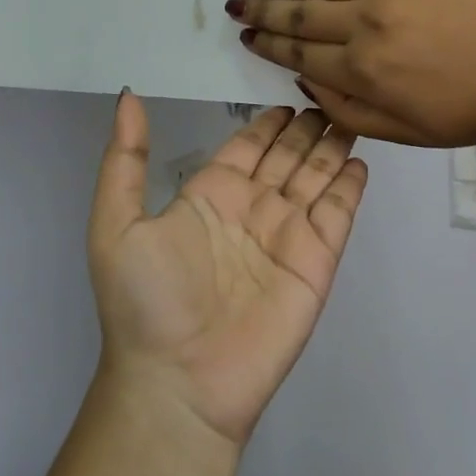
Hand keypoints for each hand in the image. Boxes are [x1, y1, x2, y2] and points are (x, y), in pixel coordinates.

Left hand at [87, 95, 367, 446]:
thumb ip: (125, 158)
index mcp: (210, 195)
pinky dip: (349, 186)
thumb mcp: (116, 223)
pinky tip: (359, 160)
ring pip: (315, 176)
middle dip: (306, 127)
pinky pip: (337, 214)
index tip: (289, 93)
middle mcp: (252, 209)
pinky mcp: (316, 262)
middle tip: (328, 93)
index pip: (247, 145)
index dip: (267, 122)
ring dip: (331, 146)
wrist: (179, 382)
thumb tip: (127, 96)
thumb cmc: (146, 302)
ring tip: (350, 113)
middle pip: (287, 155)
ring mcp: (286, 235)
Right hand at [228, 0, 475, 148]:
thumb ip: (347, 109)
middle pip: (298, 10)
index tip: (246, 33)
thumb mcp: (407, 132)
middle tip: (234, 2)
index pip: (298, 50)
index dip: (268, 42)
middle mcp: (365, 20)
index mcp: (363, 69)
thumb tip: (304, 80)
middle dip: (261, 7)